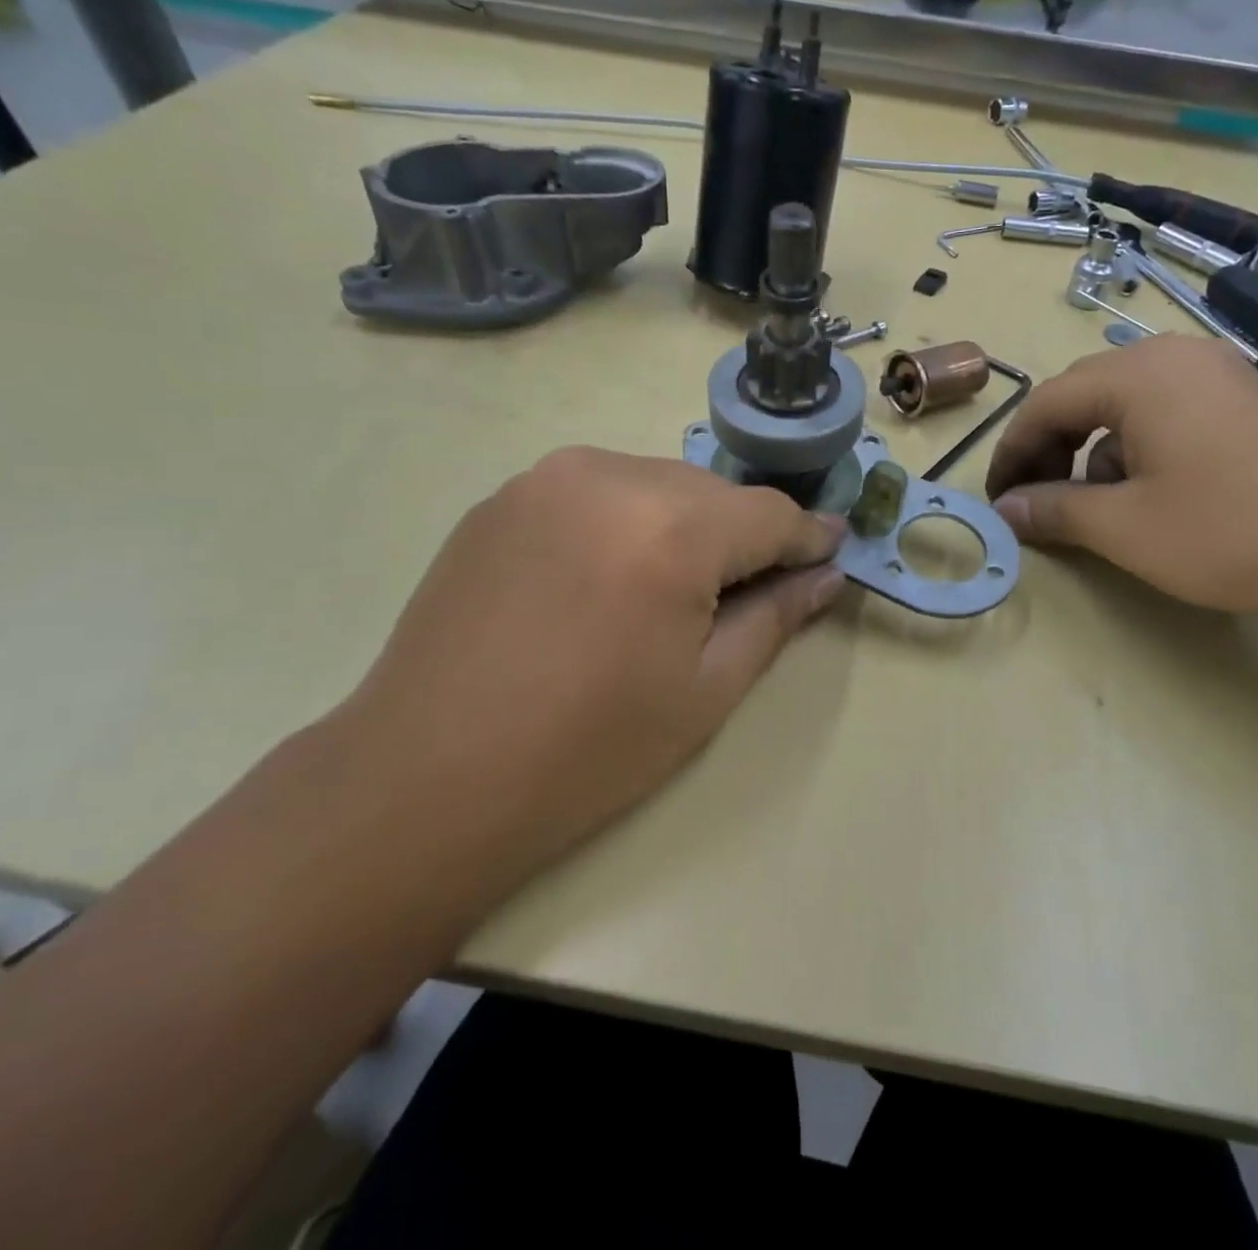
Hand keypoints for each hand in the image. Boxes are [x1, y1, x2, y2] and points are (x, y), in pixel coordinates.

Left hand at [334, 447, 844, 871]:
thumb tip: (826, 575)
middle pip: (712, 493)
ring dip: (684, 526)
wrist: (426, 779)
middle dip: (743, 536)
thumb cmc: (589, 750)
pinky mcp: (503, 498)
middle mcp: (610, 476)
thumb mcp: (706, 690)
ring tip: (672, 591)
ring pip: (655, 485)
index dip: (807, 537)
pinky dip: (626, 523)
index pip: (769, 513)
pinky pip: (597, 493)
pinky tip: (607, 581)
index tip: (831, 554)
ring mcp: (546, 480)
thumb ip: (776, 618)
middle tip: (749, 592)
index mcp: (670, 528)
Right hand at [985, 334, 1257, 617]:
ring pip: (1123, 405)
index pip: (1046, 402)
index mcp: (1139, 375)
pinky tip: (1145, 492)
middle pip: (1083, 395)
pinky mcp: (1242, 401)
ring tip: (1089, 503)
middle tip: (1033, 498)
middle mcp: (1175, 358)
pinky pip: (1164, 412)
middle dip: (1049, 448)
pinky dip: (1134, 448)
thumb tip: (1003, 510)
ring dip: (1090, 451)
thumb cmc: (1226, 531)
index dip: (1012, 451)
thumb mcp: (1123, 527)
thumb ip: (1052, 510)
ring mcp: (1215, 375)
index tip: (996, 497)